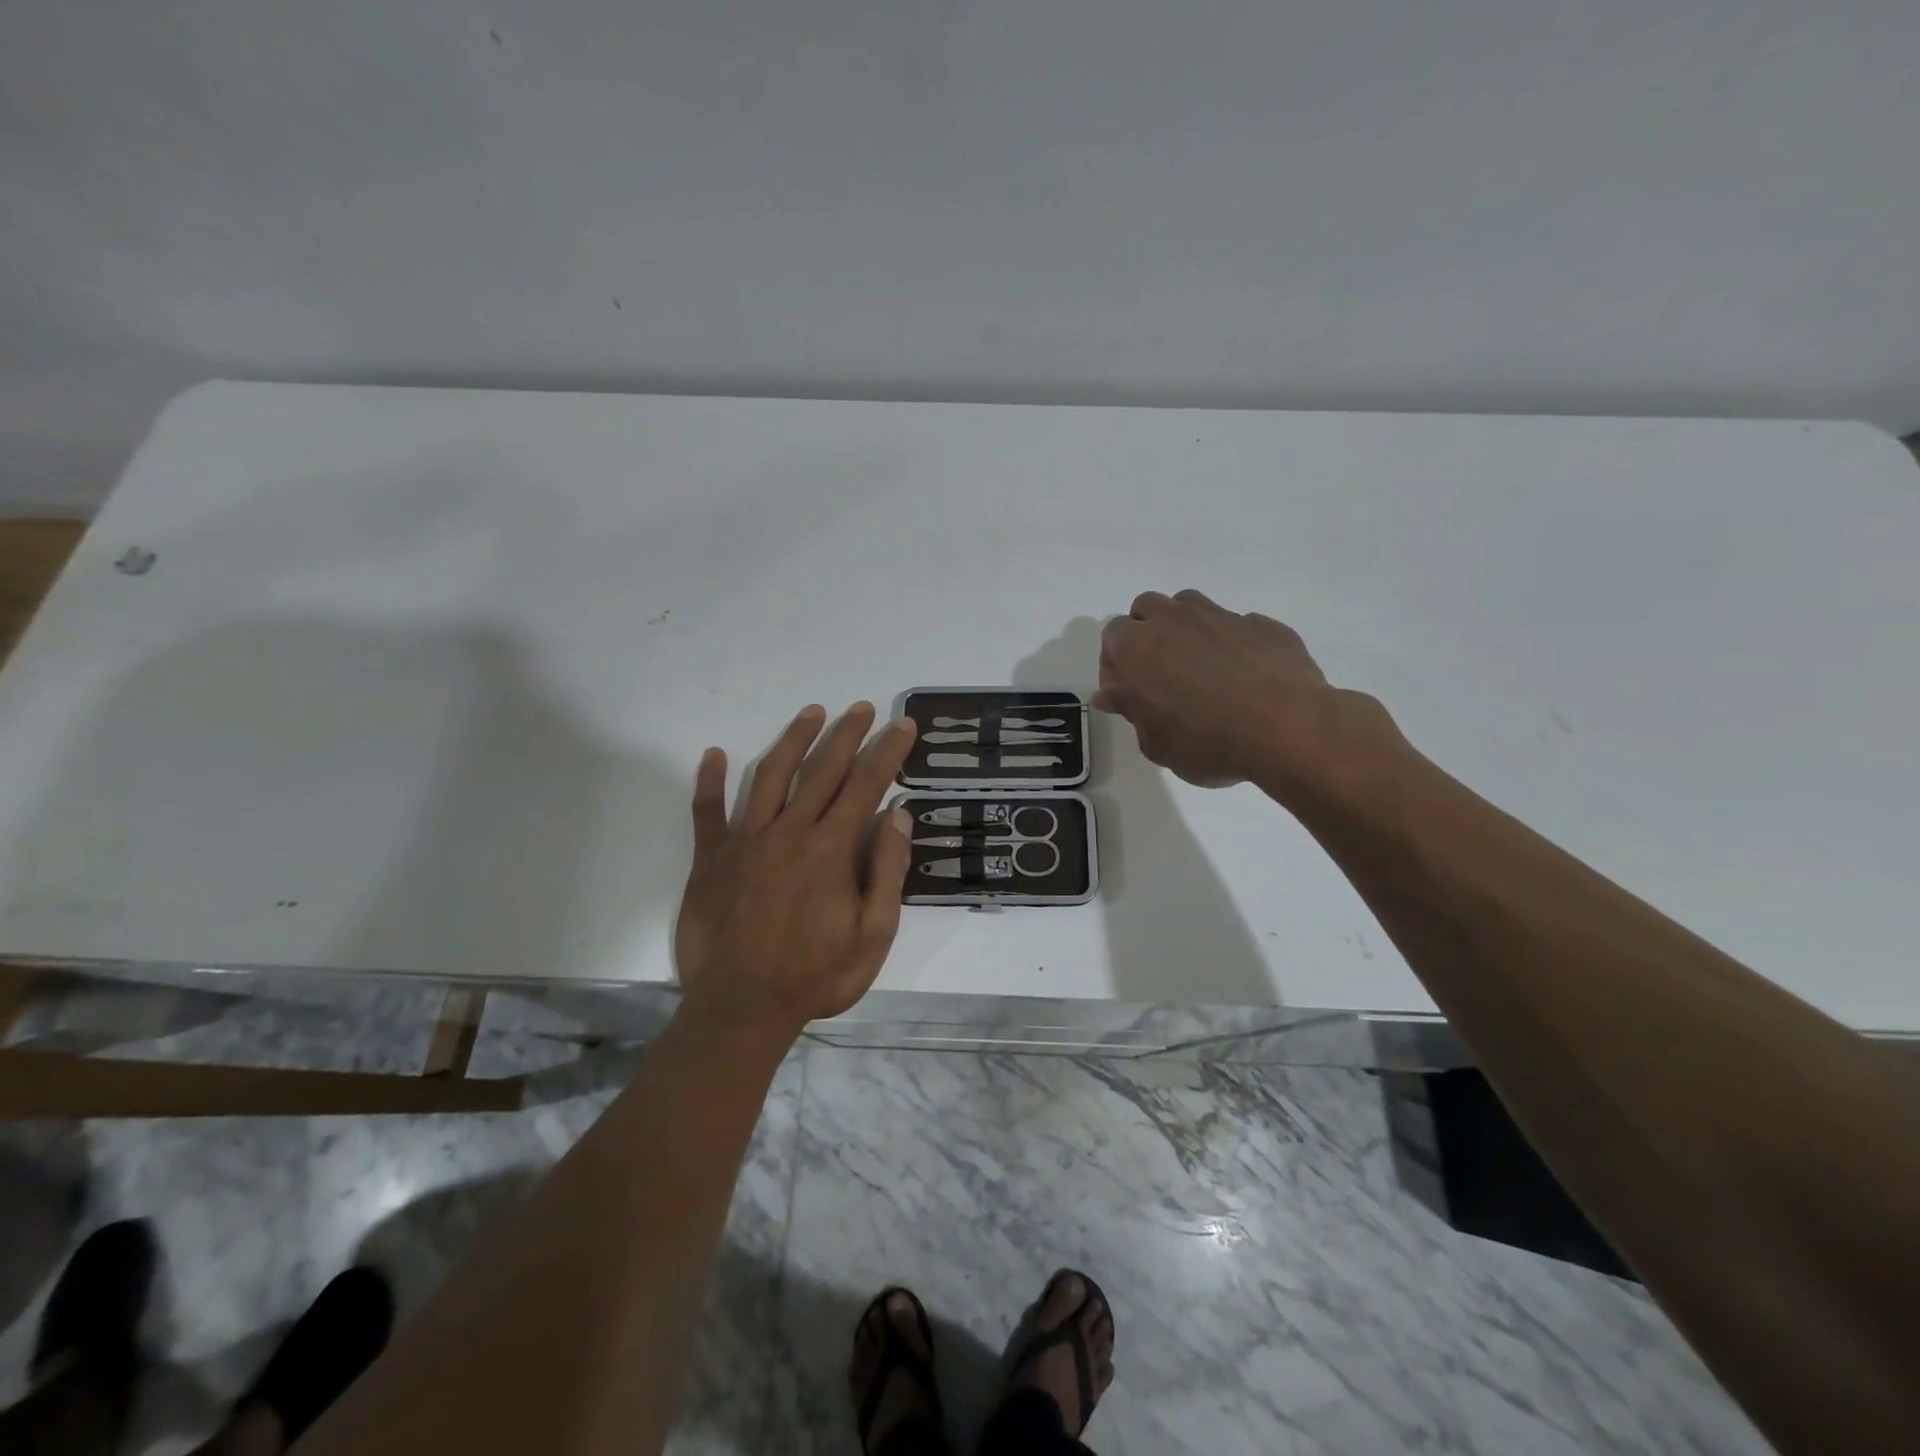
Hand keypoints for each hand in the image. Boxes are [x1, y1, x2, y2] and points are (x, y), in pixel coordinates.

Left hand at [674, 703, 917, 1035]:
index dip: (887, 752)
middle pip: (822, 770)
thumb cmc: (815, 976)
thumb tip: (898, 818)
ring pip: (770, 775)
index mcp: (831, 850)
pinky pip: (706, 811)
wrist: (741, 1008)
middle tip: (863, 707)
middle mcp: (789, 832)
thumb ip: (887, 873)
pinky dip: (708, 781)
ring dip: (793, 740)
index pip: (865, 786)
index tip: (902, 726)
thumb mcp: (873, 936)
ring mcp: (745, 841)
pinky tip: (711, 753)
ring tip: (812, 712)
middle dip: (847, 734)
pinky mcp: (710, 859)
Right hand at [1094, 590, 1366, 791]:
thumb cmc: (1207, 743)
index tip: (1127, 692)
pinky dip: (1230, 643)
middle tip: (1158, 672)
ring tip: (1198, 665)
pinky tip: (1243, 674)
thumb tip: (1113, 694)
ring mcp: (1221, 616)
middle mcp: (1174, 621)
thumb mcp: (1155, 744)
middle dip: (1145, 633)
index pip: (1111, 637)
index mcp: (1137, 648)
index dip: (1115, 664)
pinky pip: (1235, 625)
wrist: (1287, 729)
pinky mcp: (1262, 624)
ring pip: (1188, 605)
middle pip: (1146, 608)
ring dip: (1184, 628)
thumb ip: (1131, 712)